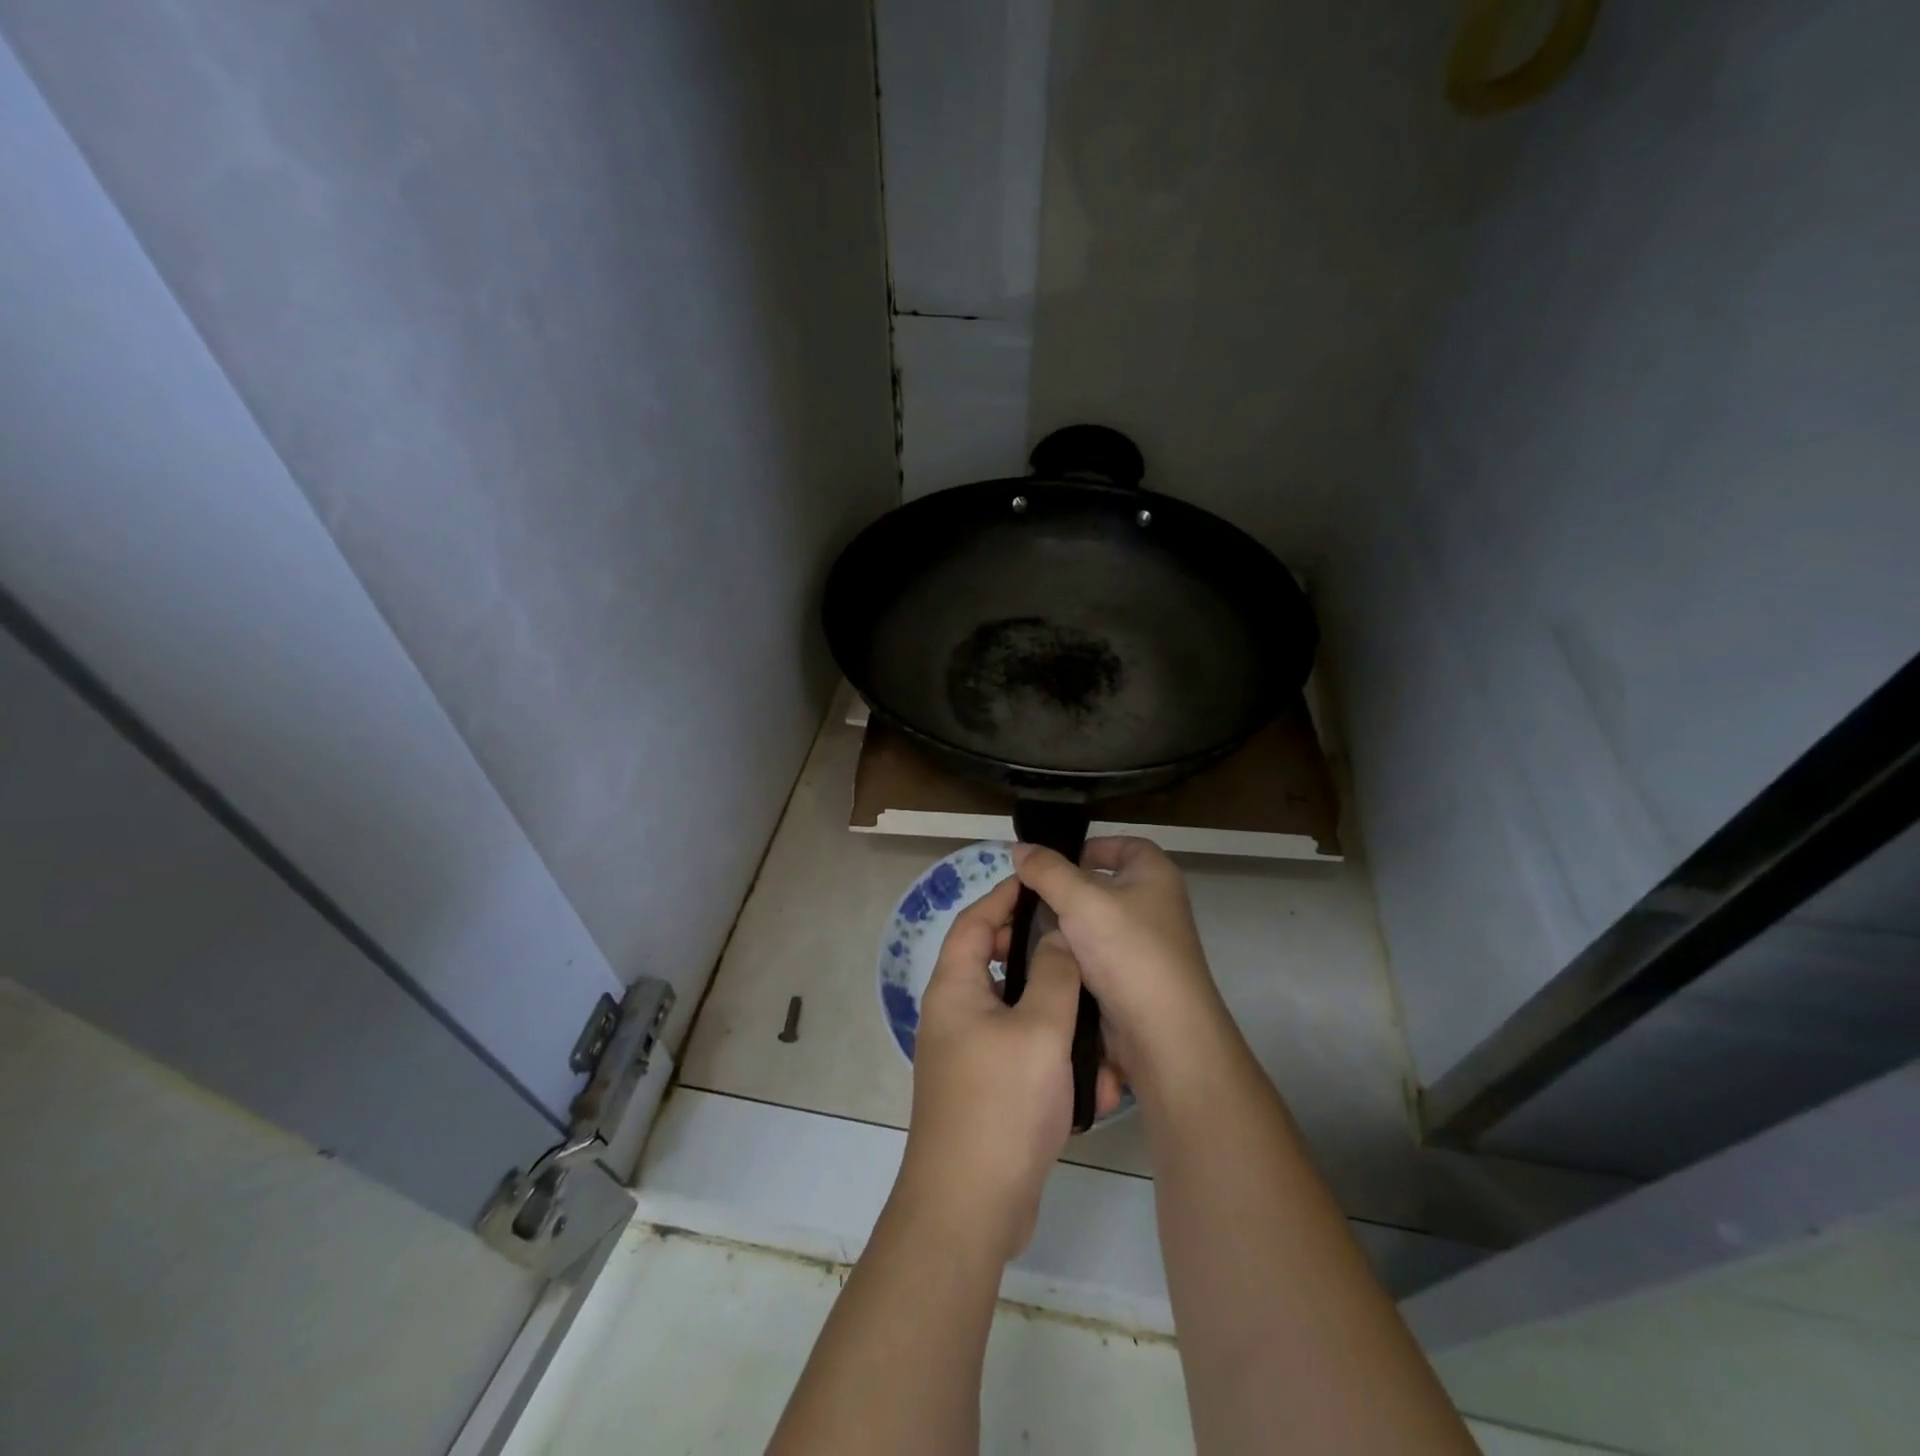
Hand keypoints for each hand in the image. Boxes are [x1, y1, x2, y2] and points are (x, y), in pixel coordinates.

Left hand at [896, 876, 1121, 1261]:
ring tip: (1097, 1007)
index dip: (1006, 896)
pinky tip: (1096, 1075)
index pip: (976, 921)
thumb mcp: (1040, 1029)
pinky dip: (1055, 1053)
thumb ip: (1055, 974)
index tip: (1042, 881)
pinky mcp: (988, 1089)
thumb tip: (1059, 935)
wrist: (970, 1208)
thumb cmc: (1001, 1104)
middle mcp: (955, 1013)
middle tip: (1079, 943)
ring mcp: (969, 1054)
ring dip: (1057, 1010)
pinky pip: (1024, 1052)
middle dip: (1039, 952)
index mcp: (955, 987)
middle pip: (995, 961)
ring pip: (1017, 1010)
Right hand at [1010, 837, 1228, 1088]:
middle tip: (1019, 898)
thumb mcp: (1081, 899)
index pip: (1122, 845)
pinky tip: (1034, 959)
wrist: (1162, 1034)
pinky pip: (1088, 956)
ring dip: (1056, 927)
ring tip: (1014, 931)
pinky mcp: (1125, 979)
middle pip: (1098, 886)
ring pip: (1088, 925)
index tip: (1051, 862)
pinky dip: (1064, 956)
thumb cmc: (1129, 951)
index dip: (1089, 847)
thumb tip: (1019, 847)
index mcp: (1154, 875)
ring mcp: (1139, 945)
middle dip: (1059, 891)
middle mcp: (1151, 905)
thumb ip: (1047, 871)